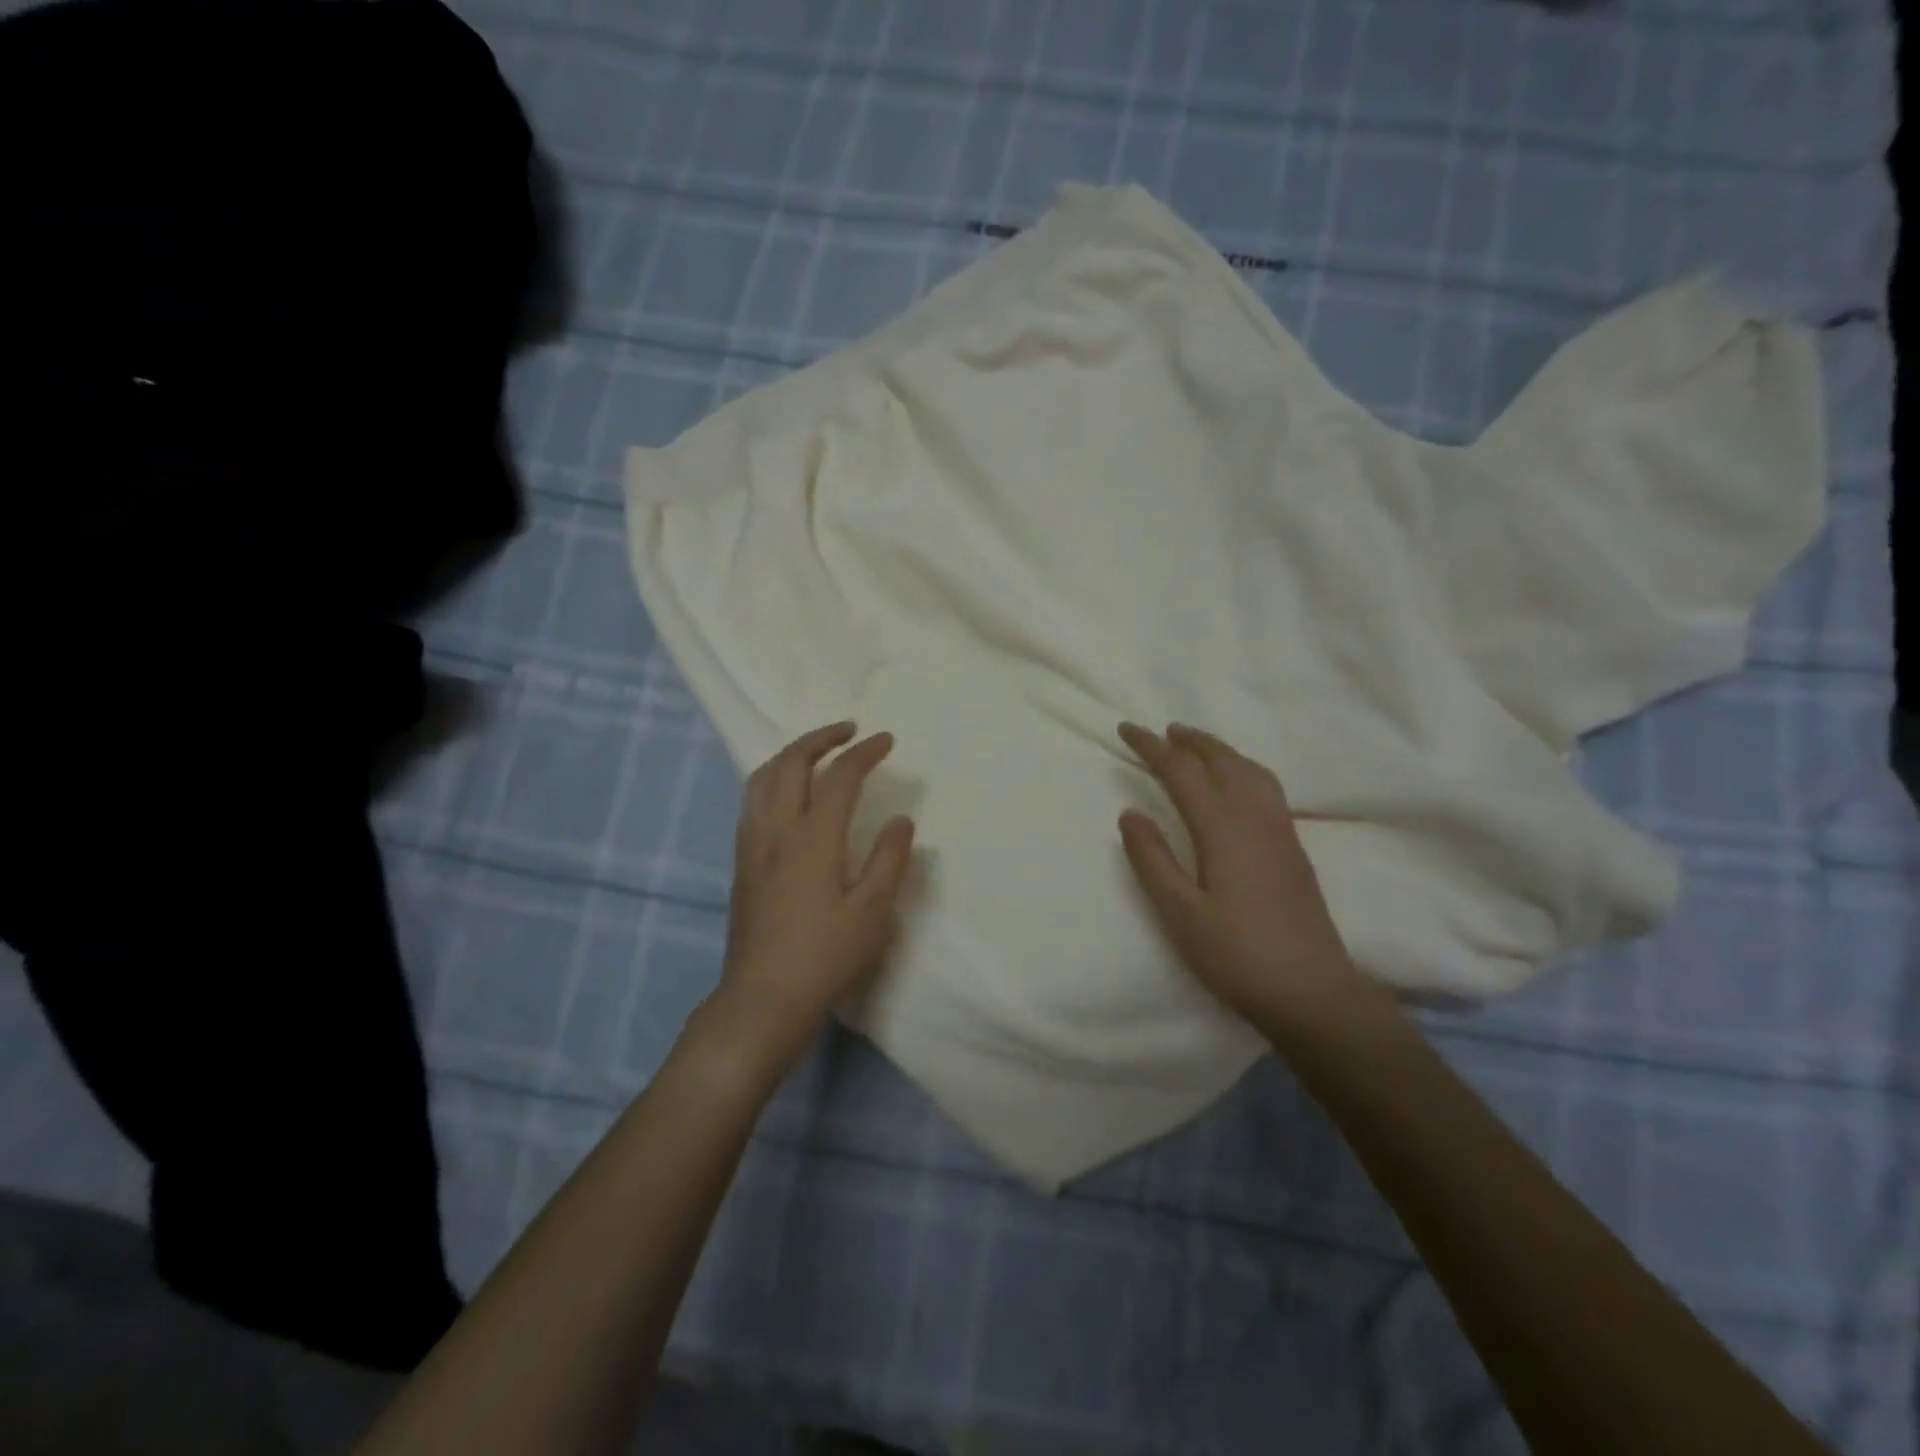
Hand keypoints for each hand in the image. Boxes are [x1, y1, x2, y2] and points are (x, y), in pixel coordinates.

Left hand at [709, 722, 915, 1073]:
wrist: (763, 998)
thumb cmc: (825, 957)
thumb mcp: (873, 912)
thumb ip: (889, 860)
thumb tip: (900, 820)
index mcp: (813, 839)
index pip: (839, 777)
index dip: (864, 753)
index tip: (886, 740)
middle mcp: (776, 830)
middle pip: (791, 764)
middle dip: (820, 738)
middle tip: (849, 730)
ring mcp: (752, 845)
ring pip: (762, 778)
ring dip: (791, 754)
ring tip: (816, 752)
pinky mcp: (741, 863)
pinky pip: (752, 800)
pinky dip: (773, 779)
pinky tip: (787, 794)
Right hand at [1117, 722, 1383, 1040]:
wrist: (1312, 991)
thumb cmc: (1237, 954)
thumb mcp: (1180, 912)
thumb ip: (1152, 859)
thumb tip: (1130, 812)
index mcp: (1223, 828)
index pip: (1182, 772)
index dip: (1152, 747)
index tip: (1126, 729)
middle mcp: (1256, 818)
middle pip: (1223, 761)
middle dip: (1191, 740)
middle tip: (1163, 731)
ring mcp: (1281, 832)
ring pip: (1250, 770)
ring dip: (1220, 750)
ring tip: (1198, 747)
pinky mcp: (1294, 849)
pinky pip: (1266, 787)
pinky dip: (1242, 768)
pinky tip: (1237, 785)